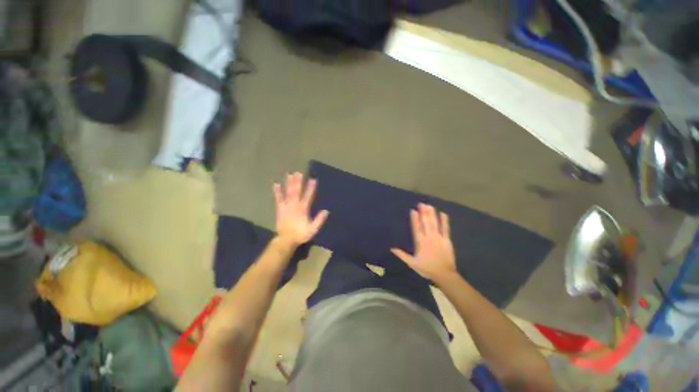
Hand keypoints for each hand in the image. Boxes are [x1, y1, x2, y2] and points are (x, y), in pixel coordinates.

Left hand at [273, 172, 328, 246]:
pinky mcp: (280, 209)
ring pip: (288, 193)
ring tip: (289, 174)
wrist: (286, 240)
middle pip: (296, 192)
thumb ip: (319, 220)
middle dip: (298, 182)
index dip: (310, 188)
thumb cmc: (300, 234)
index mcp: (303, 209)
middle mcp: (294, 205)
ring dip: (288, 184)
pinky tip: (276, 184)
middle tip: (298, 173)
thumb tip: (326, 211)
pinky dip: (277, 192)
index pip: (308, 196)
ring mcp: (286, 206)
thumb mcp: (313, 229)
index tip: (313, 179)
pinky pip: (278, 199)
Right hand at [391, 203, 456, 283]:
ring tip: (429, 206)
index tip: (413, 210)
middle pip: (425, 223)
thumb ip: (402, 255)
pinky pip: (446, 229)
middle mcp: (429, 237)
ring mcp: (439, 238)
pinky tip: (443, 213)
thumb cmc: (426, 269)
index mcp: (420, 242)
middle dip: (423, 212)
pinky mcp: (447, 240)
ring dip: (432, 214)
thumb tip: (392, 248)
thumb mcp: (412, 263)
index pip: (416, 228)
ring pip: (434, 223)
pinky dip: (444, 221)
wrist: (444, 275)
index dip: (414, 219)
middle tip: (421, 203)